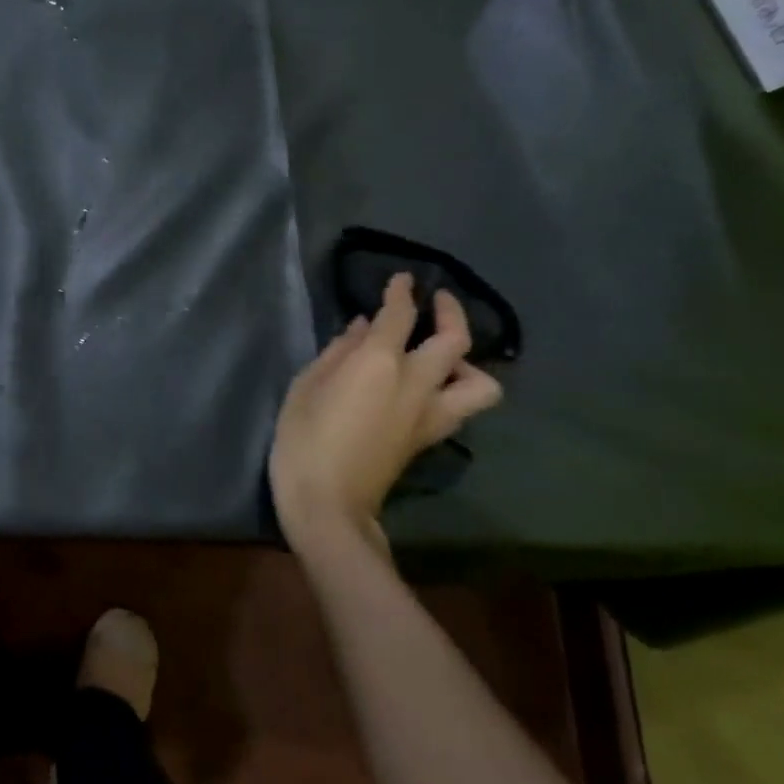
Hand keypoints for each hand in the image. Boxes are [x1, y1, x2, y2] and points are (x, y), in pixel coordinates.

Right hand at [270, 274, 502, 556]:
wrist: (328, 503)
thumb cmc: (303, 439)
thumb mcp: (306, 386)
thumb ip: (337, 352)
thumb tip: (360, 328)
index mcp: (378, 363)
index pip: (400, 314)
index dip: (401, 292)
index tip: (401, 280)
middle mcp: (415, 382)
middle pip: (455, 339)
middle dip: (450, 312)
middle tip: (437, 302)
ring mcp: (430, 414)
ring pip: (480, 382)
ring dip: (468, 362)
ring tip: (442, 358)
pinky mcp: (430, 438)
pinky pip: (461, 407)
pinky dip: (455, 390)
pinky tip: (428, 388)